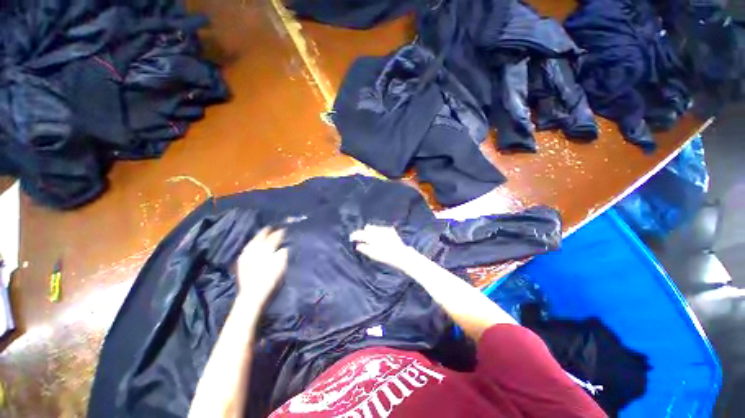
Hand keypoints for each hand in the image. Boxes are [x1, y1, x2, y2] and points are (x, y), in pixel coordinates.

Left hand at [236, 227, 288, 307]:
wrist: (252, 295)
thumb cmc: (270, 280)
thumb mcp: (281, 265)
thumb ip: (283, 252)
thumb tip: (285, 245)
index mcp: (266, 249)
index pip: (275, 236)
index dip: (281, 231)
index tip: (286, 228)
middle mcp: (254, 248)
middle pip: (262, 235)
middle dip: (270, 230)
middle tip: (276, 227)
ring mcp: (246, 254)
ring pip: (254, 239)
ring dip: (261, 235)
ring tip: (267, 232)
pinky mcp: (241, 260)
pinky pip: (248, 246)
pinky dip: (254, 242)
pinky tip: (256, 243)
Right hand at [350, 225, 415, 269]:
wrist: (400, 254)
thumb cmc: (385, 256)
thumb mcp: (372, 254)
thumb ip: (364, 248)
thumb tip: (357, 245)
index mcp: (371, 236)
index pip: (360, 233)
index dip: (355, 235)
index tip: (352, 238)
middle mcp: (377, 230)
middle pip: (367, 227)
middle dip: (364, 232)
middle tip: (363, 239)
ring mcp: (384, 229)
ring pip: (375, 227)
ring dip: (372, 231)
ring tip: (373, 239)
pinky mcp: (390, 229)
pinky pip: (381, 229)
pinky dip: (379, 232)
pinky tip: (381, 238)